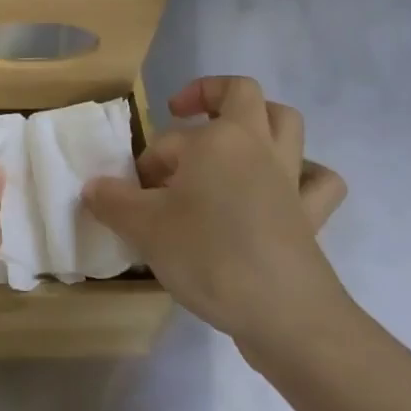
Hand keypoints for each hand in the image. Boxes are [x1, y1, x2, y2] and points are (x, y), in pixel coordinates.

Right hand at [82, 76, 350, 371]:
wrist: (285, 316)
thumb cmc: (210, 256)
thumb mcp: (144, 228)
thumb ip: (113, 201)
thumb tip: (92, 187)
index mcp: (219, 139)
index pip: (170, 138)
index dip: (148, 161)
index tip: (135, 193)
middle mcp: (258, 146)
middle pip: (242, 94)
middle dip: (210, 96)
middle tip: (183, 118)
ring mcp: (290, 178)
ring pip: (287, 124)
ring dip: (261, 123)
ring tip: (233, 144)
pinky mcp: (310, 215)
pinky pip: (318, 181)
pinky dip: (304, 176)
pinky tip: (282, 189)